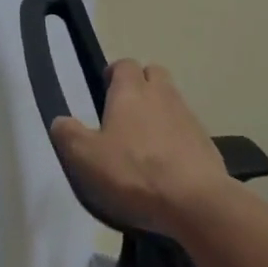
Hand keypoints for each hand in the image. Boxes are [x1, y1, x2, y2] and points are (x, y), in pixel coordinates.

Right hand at [51, 59, 233, 234]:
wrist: (196, 202)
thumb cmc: (134, 173)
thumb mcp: (85, 157)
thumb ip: (68, 135)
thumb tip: (60, 121)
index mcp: (131, 91)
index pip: (124, 64)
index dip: (114, 74)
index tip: (104, 93)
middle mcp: (162, 94)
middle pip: (153, 74)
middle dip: (141, 85)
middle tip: (125, 113)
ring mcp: (189, 117)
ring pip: (172, 101)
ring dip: (159, 112)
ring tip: (145, 143)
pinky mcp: (207, 143)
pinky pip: (187, 130)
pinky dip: (176, 138)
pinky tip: (167, 165)